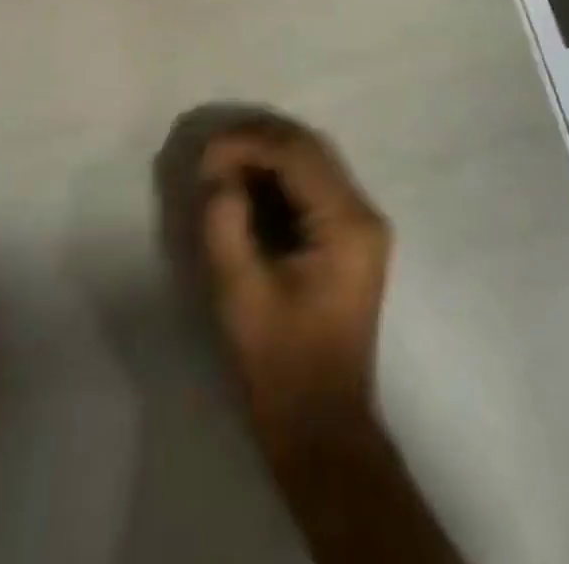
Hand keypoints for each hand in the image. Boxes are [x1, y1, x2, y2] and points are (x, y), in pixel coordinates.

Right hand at [194, 118, 391, 453]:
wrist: (323, 429)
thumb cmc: (281, 367)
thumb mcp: (240, 294)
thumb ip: (225, 223)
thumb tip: (217, 171)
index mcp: (347, 223)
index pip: (296, 153)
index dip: (248, 142)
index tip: (204, 153)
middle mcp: (364, 211)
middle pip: (309, 147)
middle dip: (257, 139)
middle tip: (210, 150)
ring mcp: (362, 222)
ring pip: (313, 159)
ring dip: (267, 152)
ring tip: (222, 161)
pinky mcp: (351, 235)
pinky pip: (314, 182)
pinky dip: (279, 173)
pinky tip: (247, 182)